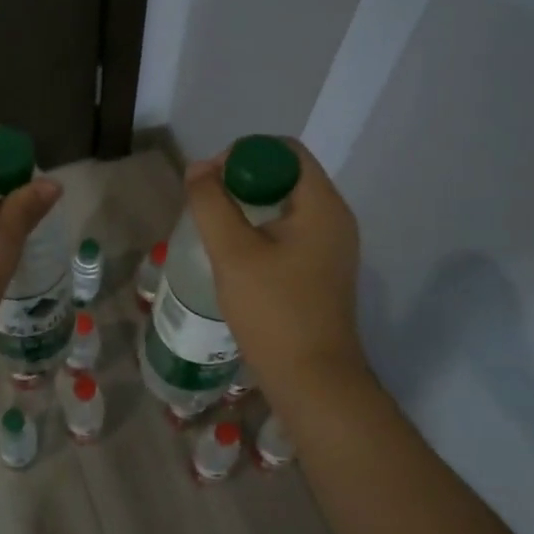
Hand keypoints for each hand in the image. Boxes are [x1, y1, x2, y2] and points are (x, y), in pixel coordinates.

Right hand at [183, 140, 366, 397]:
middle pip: (285, 174)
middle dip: (242, 179)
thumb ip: (211, 204)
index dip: (244, 154)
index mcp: (323, 205)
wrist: (314, 382)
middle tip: (208, 203)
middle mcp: (335, 218)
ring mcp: (332, 246)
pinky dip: (261, 229)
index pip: (285, 151)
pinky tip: (236, 254)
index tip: (211, 180)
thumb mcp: (233, 253)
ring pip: (285, 204)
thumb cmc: (274, 312)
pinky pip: (290, 230)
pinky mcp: (322, 269)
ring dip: (248, 205)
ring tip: (216, 227)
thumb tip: (198, 169)